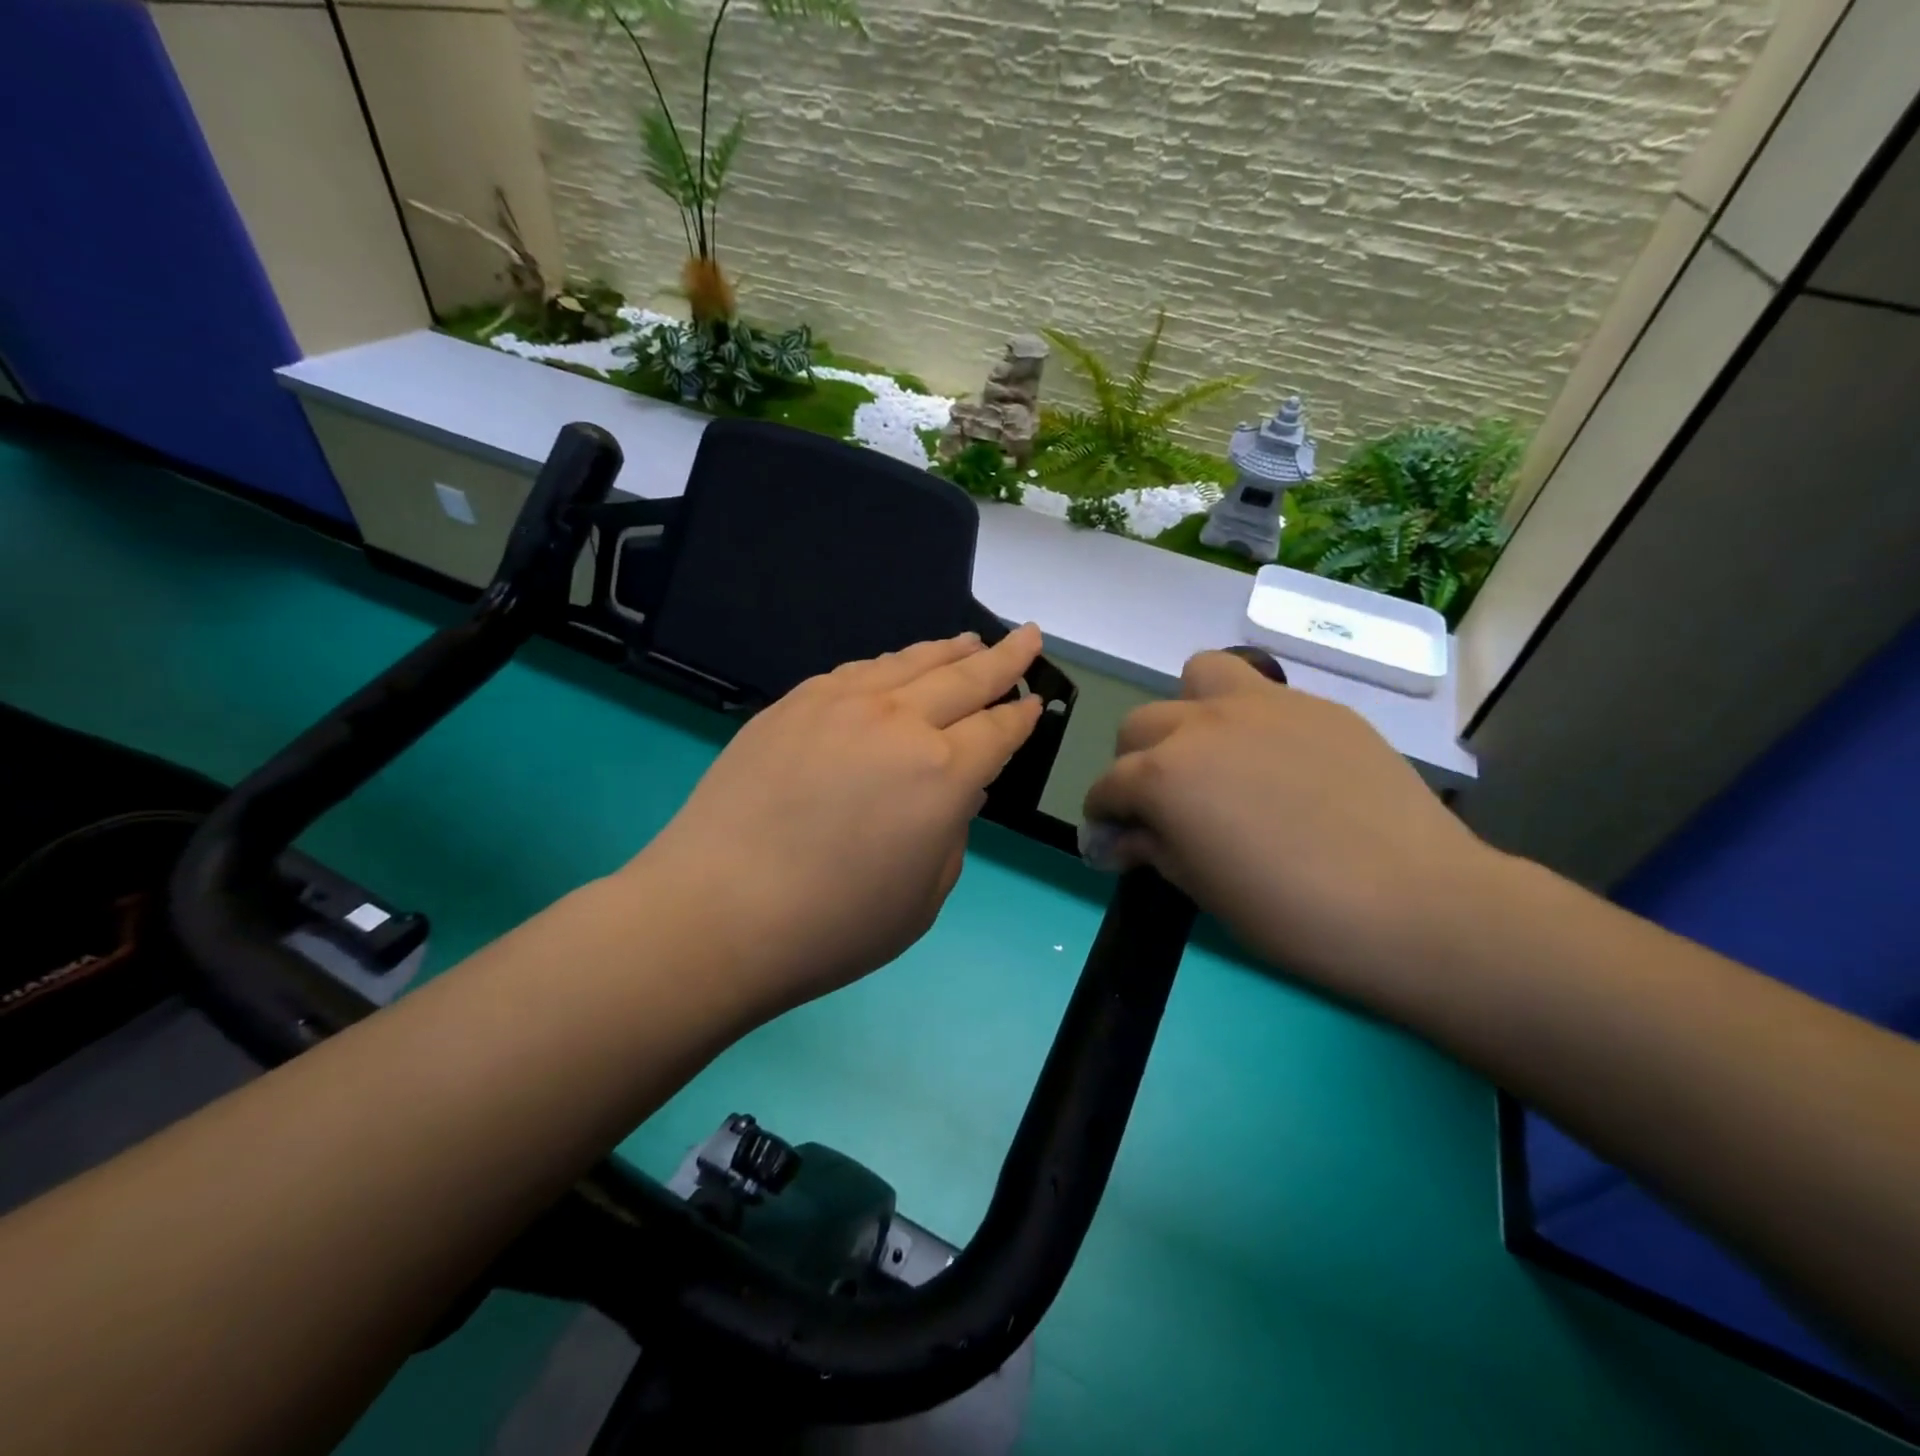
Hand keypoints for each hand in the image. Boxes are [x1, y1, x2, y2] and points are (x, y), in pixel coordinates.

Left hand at [626, 627, 1046, 1020]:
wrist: (715, 913)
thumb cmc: (831, 926)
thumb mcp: (923, 897)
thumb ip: (950, 833)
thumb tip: (953, 790)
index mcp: (943, 774)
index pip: (998, 730)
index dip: (1021, 716)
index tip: (1035, 700)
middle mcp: (899, 722)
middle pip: (965, 677)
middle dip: (1004, 657)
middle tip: (1028, 636)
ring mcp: (841, 704)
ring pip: (910, 662)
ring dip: (948, 650)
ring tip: (970, 641)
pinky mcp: (793, 703)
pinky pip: (857, 671)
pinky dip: (891, 664)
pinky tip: (895, 667)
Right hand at [1084, 650, 1496, 996]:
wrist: (1415, 902)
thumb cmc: (1292, 912)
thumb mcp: (1203, 890)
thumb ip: (1153, 849)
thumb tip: (1121, 839)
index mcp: (1164, 774)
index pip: (1108, 785)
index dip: (1105, 816)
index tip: (1117, 843)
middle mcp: (1202, 724)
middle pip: (1140, 725)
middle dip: (1136, 764)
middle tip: (1165, 805)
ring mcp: (1264, 704)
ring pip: (1198, 677)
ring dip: (1188, 712)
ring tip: (1213, 753)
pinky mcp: (1318, 706)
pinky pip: (1263, 694)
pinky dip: (1250, 720)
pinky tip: (1280, 763)